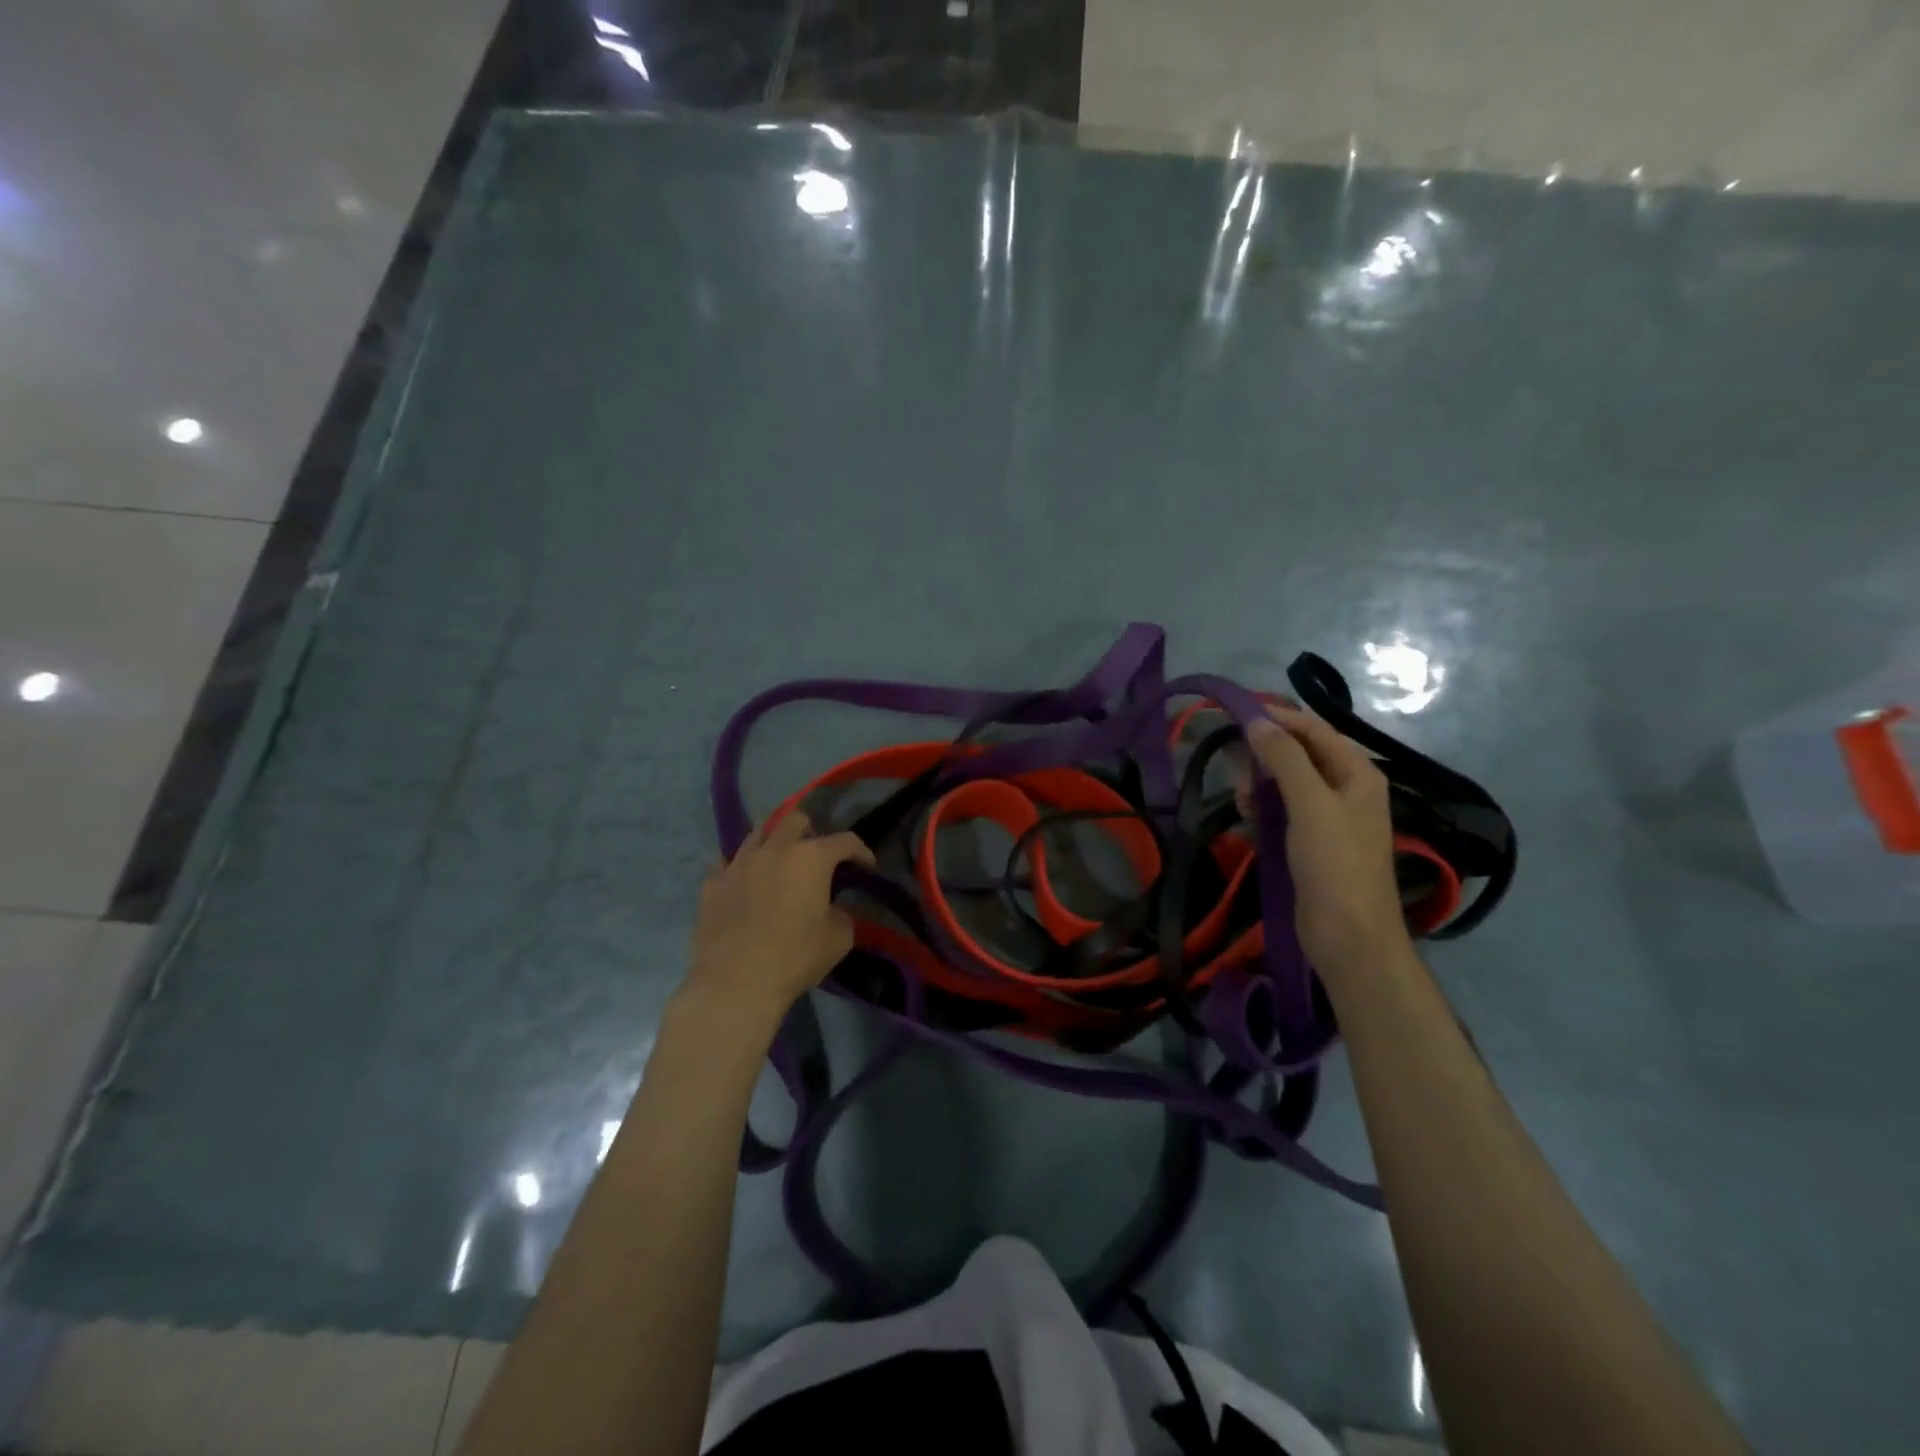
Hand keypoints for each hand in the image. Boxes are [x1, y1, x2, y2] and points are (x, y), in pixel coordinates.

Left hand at [682, 811, 874, 1030]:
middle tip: (817, 857)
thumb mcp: (839, 939)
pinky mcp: (712, 883)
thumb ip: (843, 914)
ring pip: (758, 834)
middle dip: (811, 833)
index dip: (861, 852)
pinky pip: (728, 863)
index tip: (867, 868)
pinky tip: (745, 884)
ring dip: (774, 844)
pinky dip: (741, 869)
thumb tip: (835, 909)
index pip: (845, 841)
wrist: (735, 983)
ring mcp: (738, 863)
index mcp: (811, 858)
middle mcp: (774, 849)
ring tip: (779, 865)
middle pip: (795, 820)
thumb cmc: (794, 958)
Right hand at [1240, 707, 1413, 978]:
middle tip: (1236, 772)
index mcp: (1357, 773)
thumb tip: (1258, 721)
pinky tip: (1247, 816)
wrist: (1349, 937)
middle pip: (1299, 754)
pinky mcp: (1311, 841)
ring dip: (1260, 783)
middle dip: (1265, 756)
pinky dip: (1263, 806)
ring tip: (1241, 800)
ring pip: (1286, 782)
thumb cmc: (1335, 865)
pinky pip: (1283, 809)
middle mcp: (1346, 788)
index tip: (1236, 714)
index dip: (1278, 718)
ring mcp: (1329, 816)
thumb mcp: (1310, 805)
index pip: (1315, 730)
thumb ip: (1285, 759)